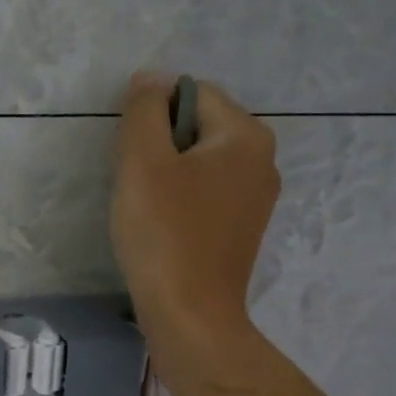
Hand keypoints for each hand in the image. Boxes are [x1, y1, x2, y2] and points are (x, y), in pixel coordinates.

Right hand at [110, 72, 279, 367]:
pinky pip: (207, 196)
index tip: (131, 154)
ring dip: (168, 176)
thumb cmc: (165, 234)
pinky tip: (163, 229)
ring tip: (146, 208)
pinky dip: (181, 202)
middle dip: (161, 146)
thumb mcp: (143, 161)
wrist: (191, 317)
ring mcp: (257, 201)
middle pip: (199, 128)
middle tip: (136, 182)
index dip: (153, 114)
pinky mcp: (242, 232)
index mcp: (247, 136)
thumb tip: (150, 79)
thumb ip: (144, 110)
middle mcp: (263, 161)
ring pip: (200, 164)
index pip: (193, 93)